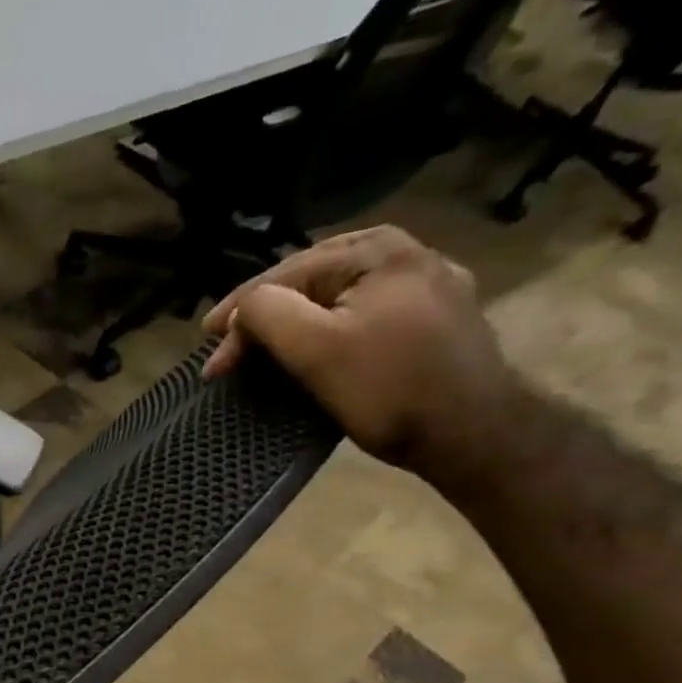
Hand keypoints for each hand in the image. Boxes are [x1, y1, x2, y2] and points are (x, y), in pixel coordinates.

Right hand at [200, 226, 518, 475]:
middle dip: (265, 316)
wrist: (474, 434)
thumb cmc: (388, 389)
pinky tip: (315, 351)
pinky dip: (328, 333)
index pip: (286, 273)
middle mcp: (407, 254)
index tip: (207, 347)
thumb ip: (268, 314)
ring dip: (294, 326)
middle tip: (229, 350)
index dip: (239, 312)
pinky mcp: (437, 321)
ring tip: (262, 350)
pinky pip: (363, 316)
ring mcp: (428, 287)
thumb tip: (242, 308)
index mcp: (378, 249)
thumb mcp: (316, 349)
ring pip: (337, 300)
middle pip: (311, 282)